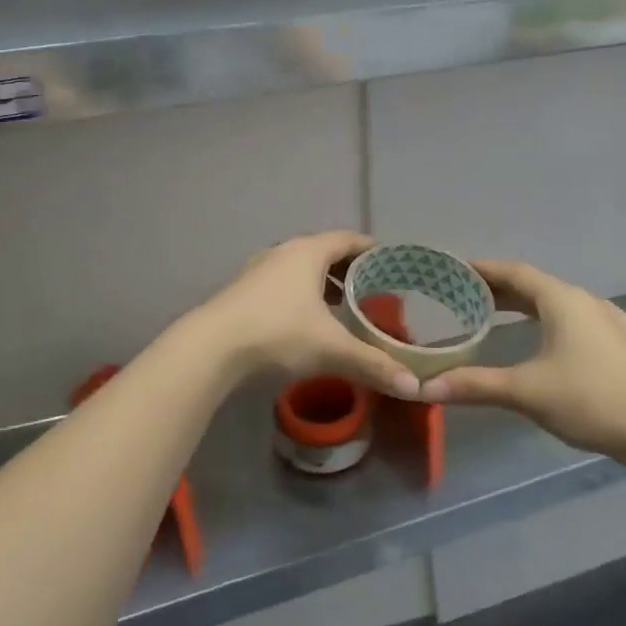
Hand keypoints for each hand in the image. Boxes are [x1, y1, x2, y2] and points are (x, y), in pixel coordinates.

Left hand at [193, 231, 420, 398]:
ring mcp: (258, 272)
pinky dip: (302, 297)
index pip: (348, 239)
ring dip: (323, 285)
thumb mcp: (332, 349)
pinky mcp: (242, 294)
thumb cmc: (278, 334)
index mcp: (308, 252)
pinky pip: (283, 286)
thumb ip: (374, 364)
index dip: (371, 249)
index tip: (391, 263)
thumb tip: (415, 386)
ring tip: (344, 308)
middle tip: (373, 290)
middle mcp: (283, 253)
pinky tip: (308, 324)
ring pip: (300, 271)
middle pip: (324, 252)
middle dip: (349, 270)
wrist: (210, 349)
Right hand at [427, 260, 625, 461]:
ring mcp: (605, 320)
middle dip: (499, 287)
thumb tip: (426, 387)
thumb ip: (475, 385)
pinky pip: (573, 317)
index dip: (483, 269)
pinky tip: (548, 332)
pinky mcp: (617, 342)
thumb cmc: (590, 400)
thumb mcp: (525, 391)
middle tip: (464, 295)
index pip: (514, 271)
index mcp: (562, 300)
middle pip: (534, 284)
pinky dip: (548, 318)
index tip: (454, 271)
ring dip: (524, 302)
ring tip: (495, 311)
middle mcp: (584, 301)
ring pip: (555, 300)